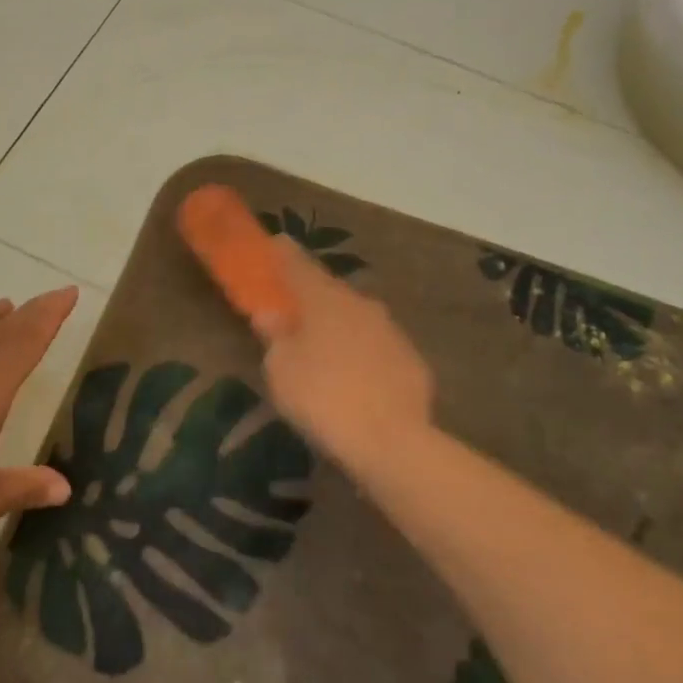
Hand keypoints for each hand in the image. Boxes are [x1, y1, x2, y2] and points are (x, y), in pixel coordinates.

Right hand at [257, 241, 432, 469]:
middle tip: (295, 307)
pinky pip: (377, 346)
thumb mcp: (281, 369)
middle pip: (330, 291)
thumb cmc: (322, 397)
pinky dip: (362, 352)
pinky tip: (355, 375)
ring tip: (323, 346)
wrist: (392, 441)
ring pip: (356, 318)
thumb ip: (275, 336)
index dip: (283, 254)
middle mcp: (361, 304)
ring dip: (339, 325)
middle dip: (312, 295)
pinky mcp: (412, 359)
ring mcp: (391, 330)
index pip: (298, 265)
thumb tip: (271, 314)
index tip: (276, 242)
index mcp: (324, 299)